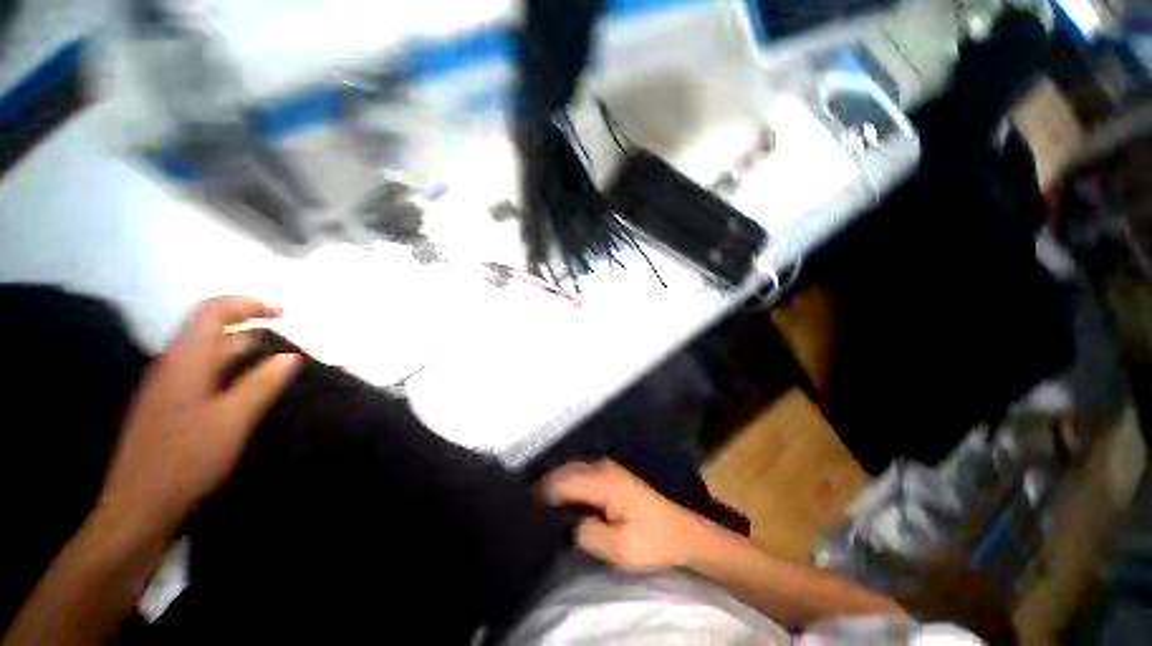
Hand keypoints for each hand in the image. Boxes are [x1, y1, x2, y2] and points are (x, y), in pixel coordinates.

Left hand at [98, 297, 300, 538]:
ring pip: (204, 352)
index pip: (211, 312)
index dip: (246, 304)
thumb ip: (262, 384)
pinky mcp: (166, 407)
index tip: (282, 312)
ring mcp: (165, 387)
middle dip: (246, 324)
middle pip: (207, 329)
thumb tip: (289, 356)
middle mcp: (171, 365)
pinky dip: (227, 368)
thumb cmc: (186, 460)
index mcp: (184, 362)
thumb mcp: (233, 420)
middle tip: (283, 335)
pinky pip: (200, 373)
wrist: (138, 508)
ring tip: (271, 358)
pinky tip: (244, 387)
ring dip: (238, 347)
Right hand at [540, 460, 714, 571]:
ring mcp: (609, 468)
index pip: (564, 481)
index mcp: (604, 482)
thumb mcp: (619, 549)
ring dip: (557, 482)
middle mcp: (603, 468)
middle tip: (529, 506)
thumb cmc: (652, 540)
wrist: (681, 531)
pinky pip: (582, 473)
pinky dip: (568, 482)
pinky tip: (563, 498)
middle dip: (546, 485)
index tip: (525, 507)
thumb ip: (587, 534)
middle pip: (566, 470)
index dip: (543, 493)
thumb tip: (566, 524)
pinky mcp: (612, 475)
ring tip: (541, 502)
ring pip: (573, 469)